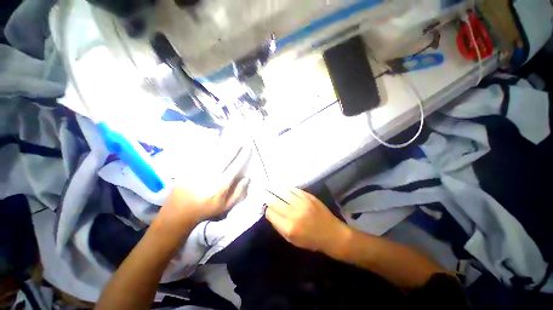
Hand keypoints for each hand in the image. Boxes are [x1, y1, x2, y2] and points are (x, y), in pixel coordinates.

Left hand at [157, 146, 251, 229]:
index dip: (243, 155)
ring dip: (223, 145)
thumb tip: (247, 178)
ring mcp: (199, 169)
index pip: (235, 166)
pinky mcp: (190, 168)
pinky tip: (213, 143)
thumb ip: (238, 192)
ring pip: (213, 153)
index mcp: (221, 184)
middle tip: (240, 140)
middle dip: (234, 147)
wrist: (179, 212)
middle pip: (225, 156)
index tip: (248, 147)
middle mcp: (211, 174)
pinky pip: (201, 155)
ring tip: (229, 139)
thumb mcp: (226, 206)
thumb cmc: (206, 210)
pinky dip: (208, 148)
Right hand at [264, 187, 350, 254]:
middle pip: (275, 201)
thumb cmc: (311, 240)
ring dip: (276, 191)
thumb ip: (279, 226)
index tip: (266, 207)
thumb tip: (270, 213)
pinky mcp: (309, 196)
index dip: (266, 209)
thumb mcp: (292, 240)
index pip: (270, 213)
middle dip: (268, 198)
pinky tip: (284, 189)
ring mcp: (302, 203)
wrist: (332, 234)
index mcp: (289, 227)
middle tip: (265, 194)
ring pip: (283, 192)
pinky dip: (287, 189)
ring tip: (271, 188)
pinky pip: (293, 189)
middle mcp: (294, 213)